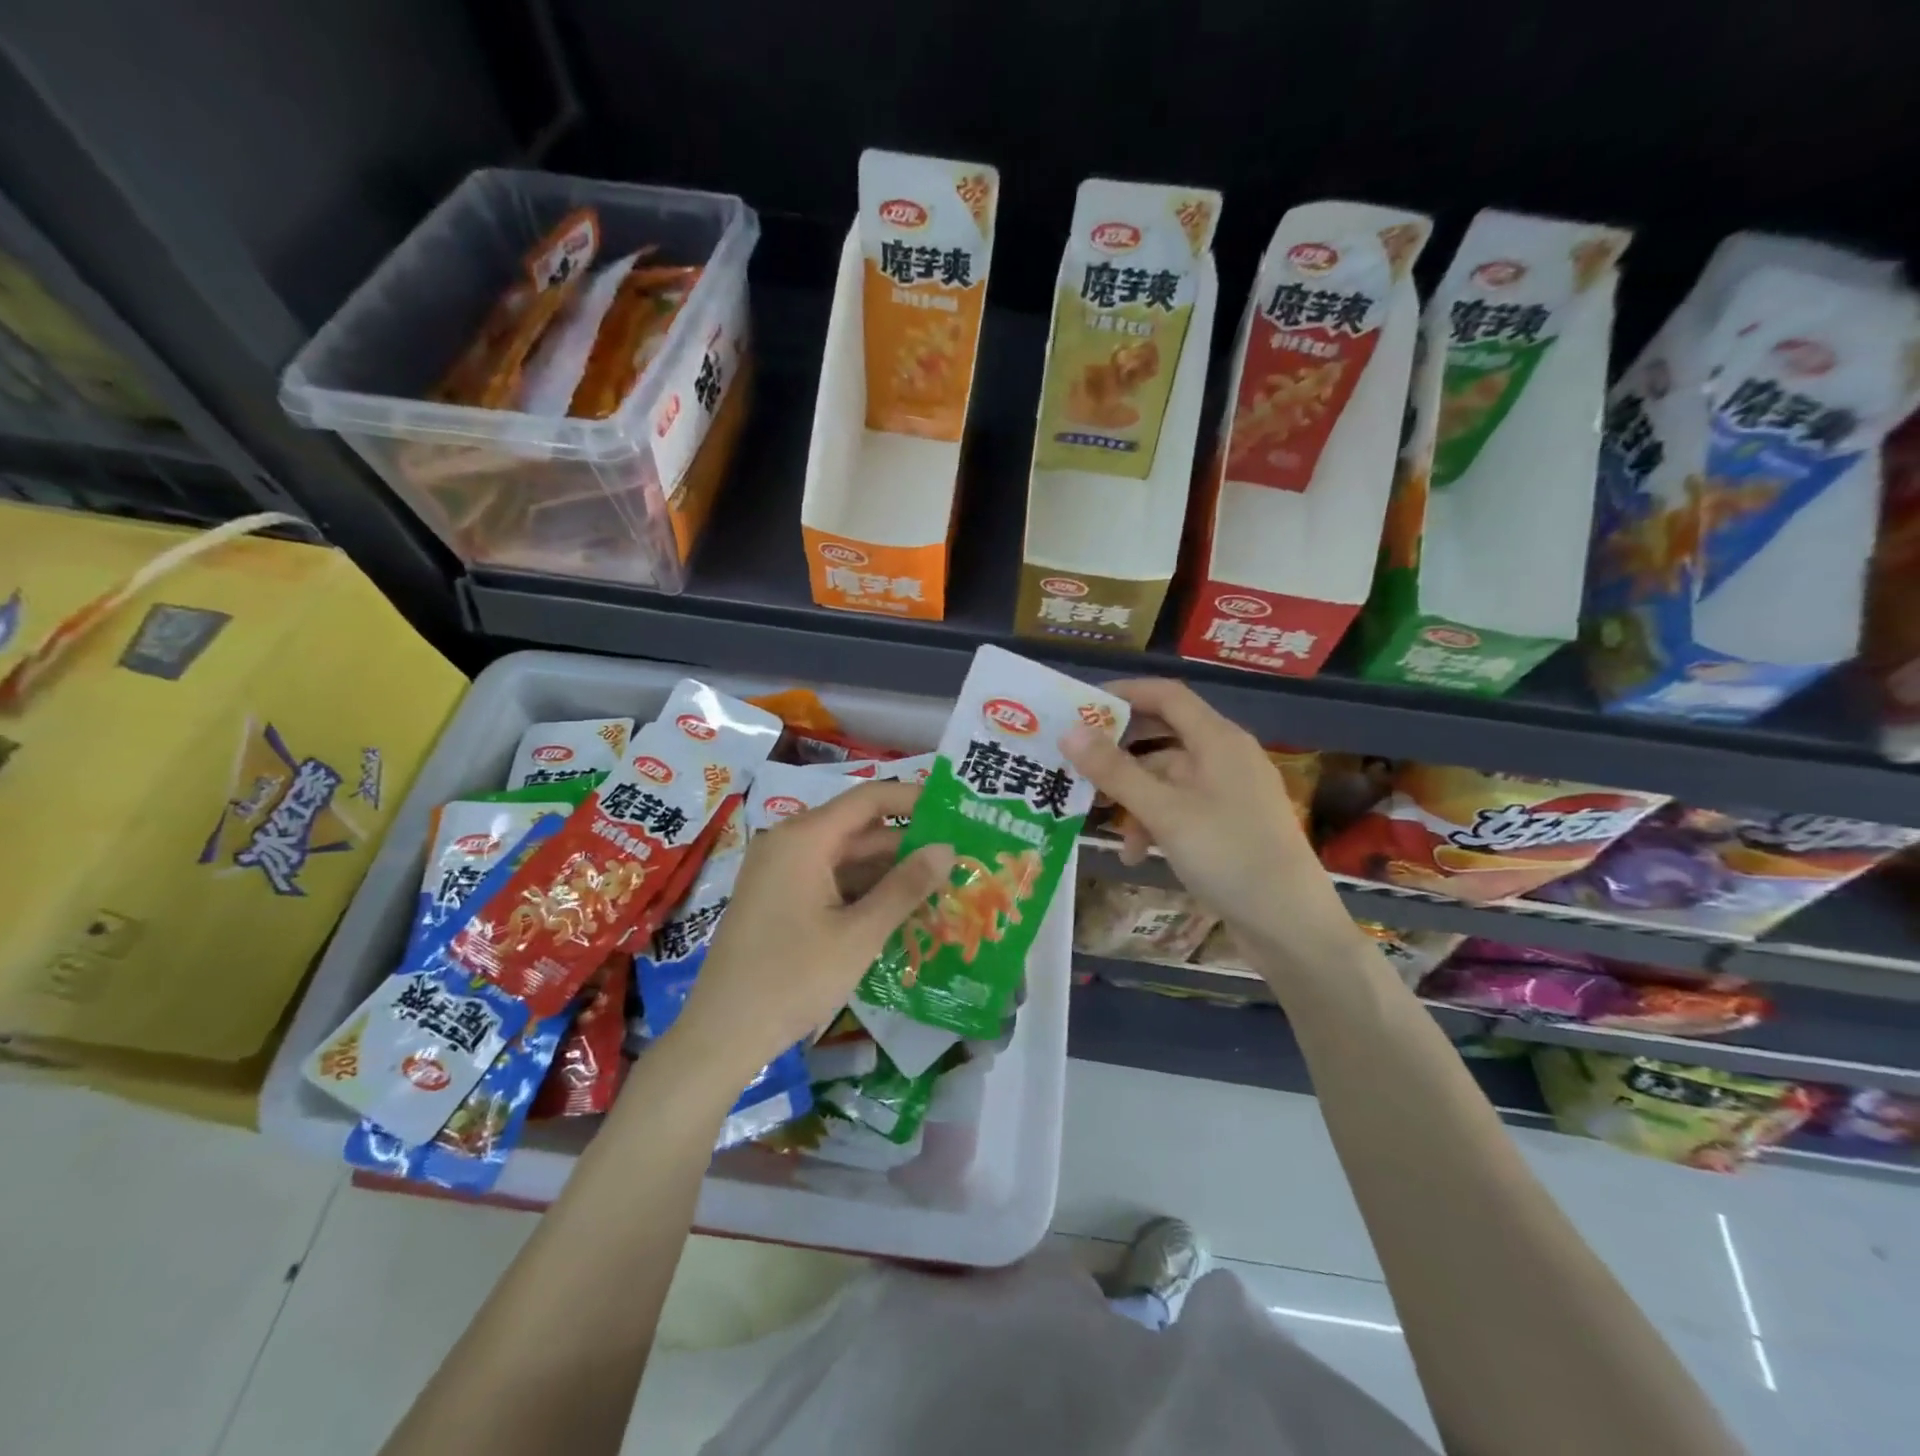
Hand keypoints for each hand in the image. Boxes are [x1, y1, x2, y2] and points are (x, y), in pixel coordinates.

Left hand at [667, 780, 953, 1089]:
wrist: (722, 1034)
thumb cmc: (793, 979)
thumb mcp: (859, 934)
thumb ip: (906, 887)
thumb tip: (947, 849)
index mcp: (804, 838)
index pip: (869, 799)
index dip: (914, 800)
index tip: (956, 812)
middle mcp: (789, 843)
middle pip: (859, 829)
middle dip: (908, 845)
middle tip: (959, 860)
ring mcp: (780, 871)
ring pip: (846, 858)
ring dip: (889, 872)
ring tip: (940, 887)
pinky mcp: (778, 897)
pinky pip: (829, 879)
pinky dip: (863, 891)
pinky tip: (899, 911)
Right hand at [1063, 679, 1357, 977]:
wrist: (1291, 926)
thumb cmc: (1229, 856)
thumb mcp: (1165, 813)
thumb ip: (1115, 771)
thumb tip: (1070, 731)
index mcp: (1219, 740)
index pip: (1167, 695)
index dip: (1124, 694)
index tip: (1081, 706)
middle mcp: (1226, 757)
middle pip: (1164, 736)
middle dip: (1120, 751)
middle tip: (1077, 763)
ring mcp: (1230, 792)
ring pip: (1168, 778)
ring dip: (1134, 797)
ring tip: (1102, 823)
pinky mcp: (1229, 824)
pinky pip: (1182, 807)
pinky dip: (1155, 822)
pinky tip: (1135, 853)